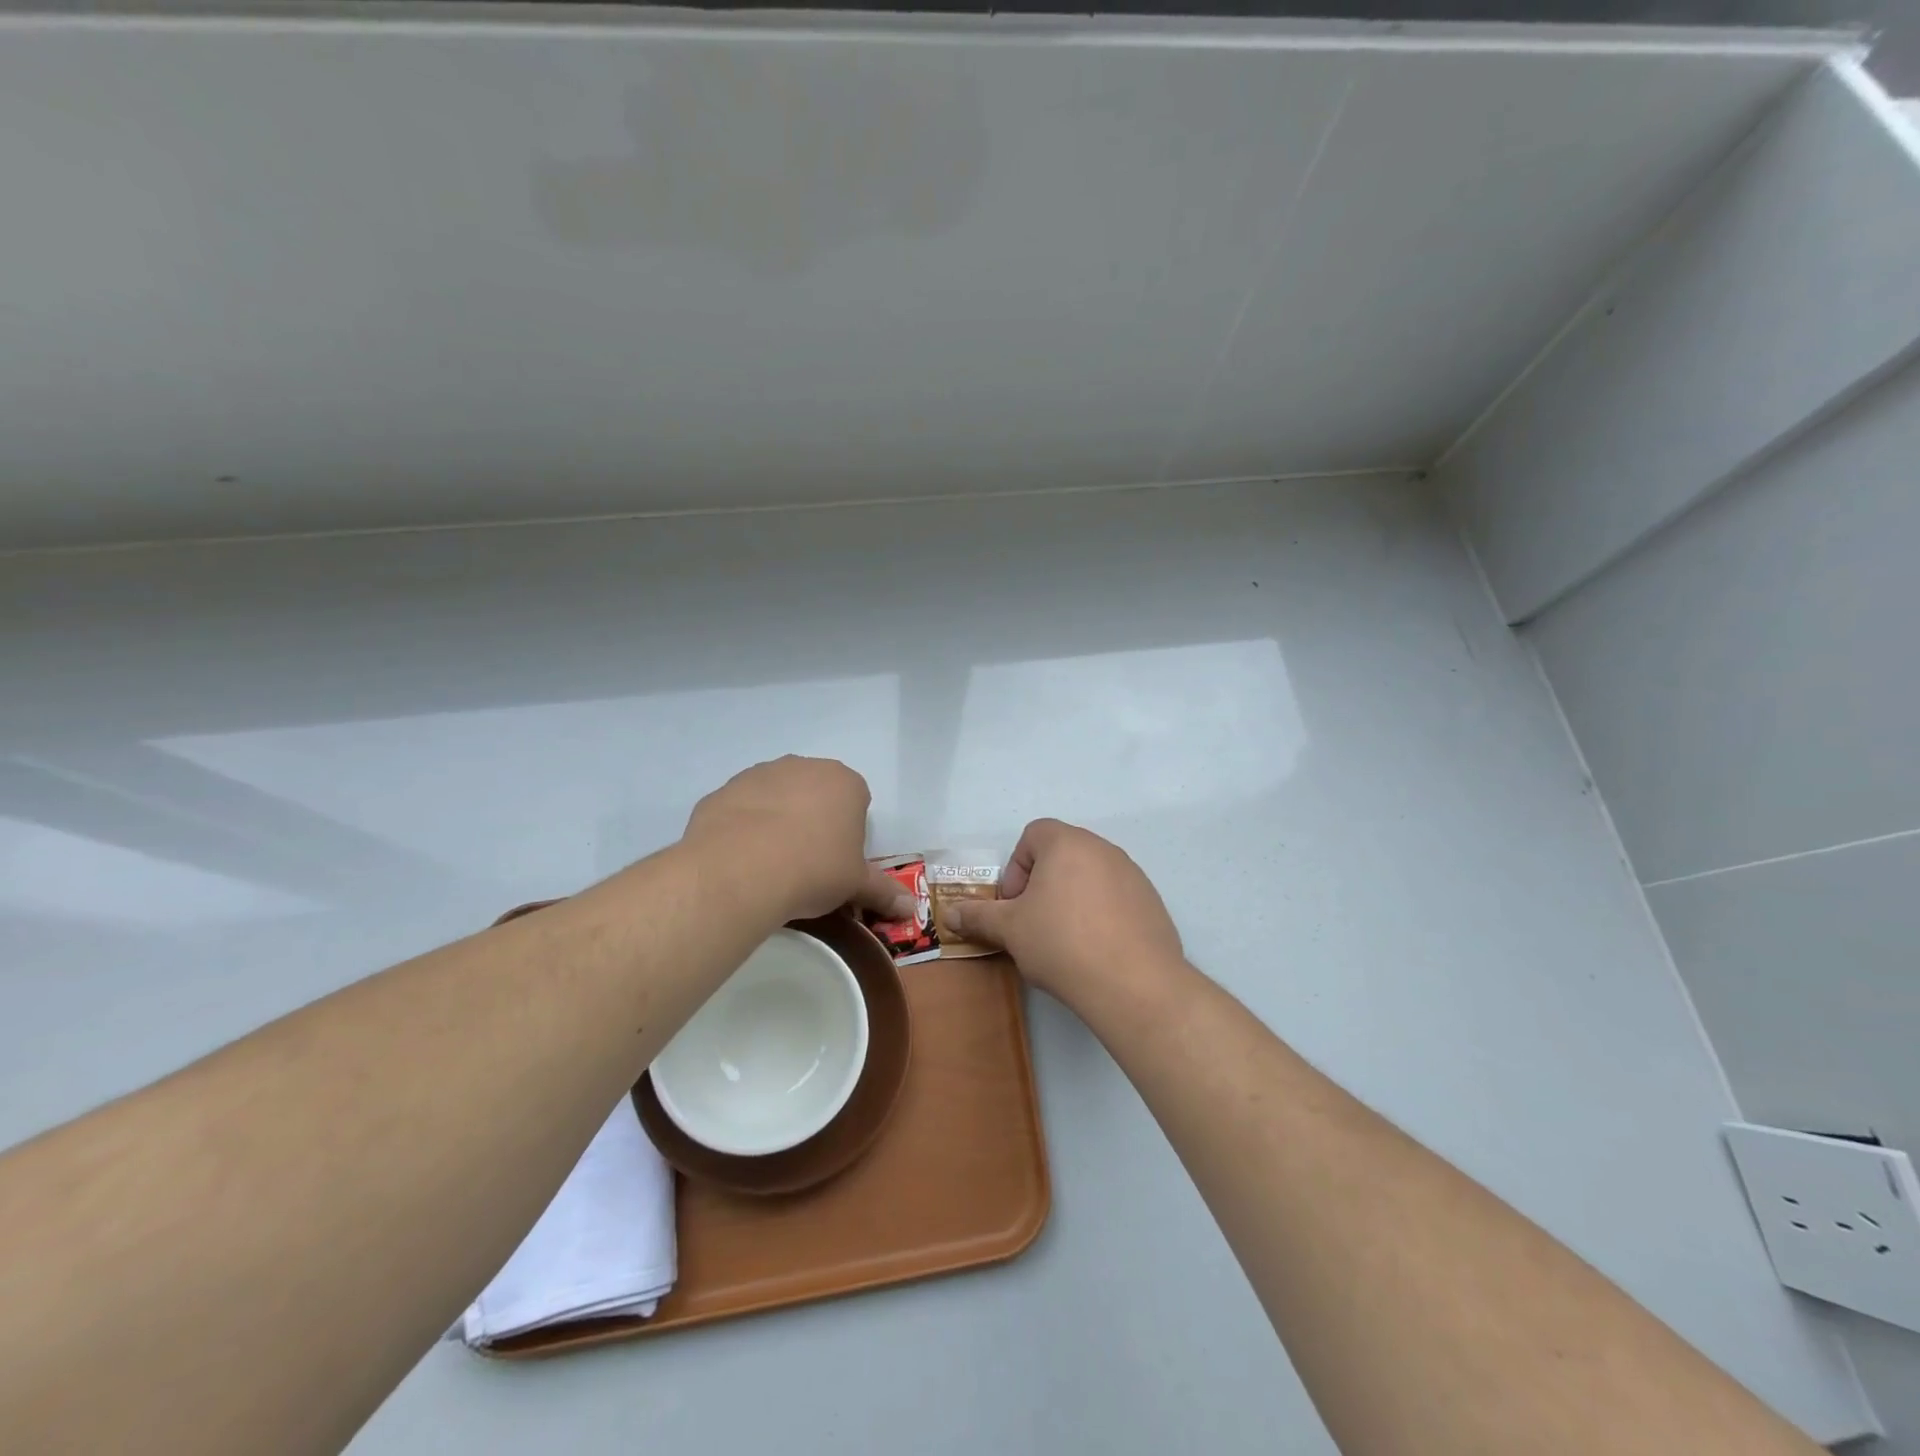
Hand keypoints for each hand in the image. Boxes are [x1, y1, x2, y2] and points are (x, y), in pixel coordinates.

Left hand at [682, 756, 914, 921]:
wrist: (740, 870)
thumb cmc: (814, 870)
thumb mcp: (855, 885)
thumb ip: (884, 892)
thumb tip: (911, 909)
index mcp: (845, 782)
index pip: (857, 801)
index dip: (849, 832)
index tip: (838, 860)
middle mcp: (804, 767)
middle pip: (816, 793)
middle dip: (814, 820)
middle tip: (807, 862)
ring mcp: (761, 774)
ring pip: (777, 796)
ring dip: (777, 820)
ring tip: (770, 863)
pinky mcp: (724, 789)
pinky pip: (742, 807)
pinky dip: (743, 826)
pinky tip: (740, 858)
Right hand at [943, 819, 1182, 1004]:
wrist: (1133, 983)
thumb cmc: (1062, 943)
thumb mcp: (1010, 930)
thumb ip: (978, 916)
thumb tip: (949, 914)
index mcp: (1067, 843)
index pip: (1033, 835)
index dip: (1016, 868)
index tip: (1015, 905)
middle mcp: (1103, 849)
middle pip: (1062, 855)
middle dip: (1042, 886)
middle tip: (1034, 924)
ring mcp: (1133, 875)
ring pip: (1089, 878)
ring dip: (1071, 900)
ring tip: (1065, 942)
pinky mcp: (1152, 903)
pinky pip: (1116, 899)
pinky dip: (1101, 915)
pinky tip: (1096, 951)